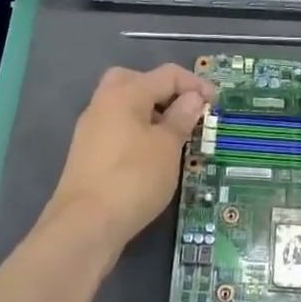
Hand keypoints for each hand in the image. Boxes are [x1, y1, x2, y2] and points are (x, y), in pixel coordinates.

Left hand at [41, 64, 215, 260]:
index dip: (195, 84)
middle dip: (164, 91)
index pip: (166, 75)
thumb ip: (181, 117)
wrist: (85, 226)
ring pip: (124, 106)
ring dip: (151, 113)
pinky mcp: (87, 154)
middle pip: (136, 81)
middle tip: (184, 111)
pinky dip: (137, 132)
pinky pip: (117, 128)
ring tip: (174, 136)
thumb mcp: (168, 147)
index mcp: (124, 94)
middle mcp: (103, 104)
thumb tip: (192, 98)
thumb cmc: (133, 178)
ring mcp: (91, 129)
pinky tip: (152, 155)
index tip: (215, 104)